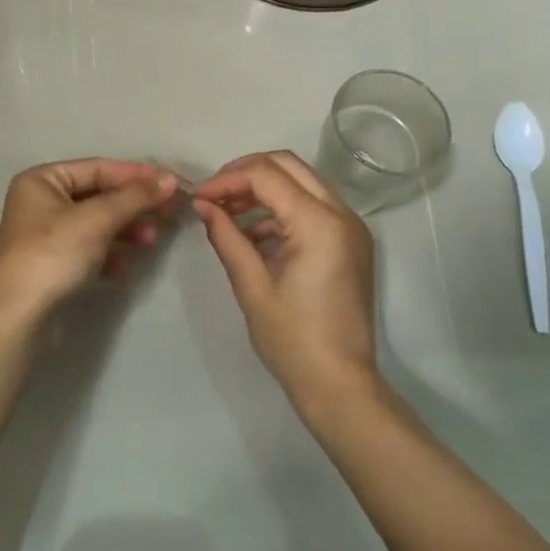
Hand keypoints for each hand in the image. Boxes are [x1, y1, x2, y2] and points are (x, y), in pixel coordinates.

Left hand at [0, 158, 179, 331]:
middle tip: (168, 213)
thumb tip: (170, 180)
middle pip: (99, 195)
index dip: (136, 175)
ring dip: (125, 230)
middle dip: (133, 205)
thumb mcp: (97, 219)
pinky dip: (109, 254)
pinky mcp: (52, 264)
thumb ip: (135, 197)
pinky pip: (88, 249)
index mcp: (42, 180)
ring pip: (96, 223)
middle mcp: (41, 201)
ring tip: (150, 241)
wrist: (18, 318)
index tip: (171, 184)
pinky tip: (123, 268)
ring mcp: (45, 235)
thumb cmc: (54, 255)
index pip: (98, 169)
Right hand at [191, 151, 377, 412]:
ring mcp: (351, 227)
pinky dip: (282, 208)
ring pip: (302, 182)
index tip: (198, 198)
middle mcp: (341, 214)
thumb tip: (203, 205)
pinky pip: (313, 206)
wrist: (341, 385)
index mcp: (319, 223)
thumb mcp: (252, 286)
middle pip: (288, 165)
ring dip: (264, 188)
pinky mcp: (351, 242)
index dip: (226, 180)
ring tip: (228, 213)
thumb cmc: (293, 340)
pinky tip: (253, 233)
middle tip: (214, 194)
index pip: (266, 175)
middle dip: (246, 172)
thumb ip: (226, 237)